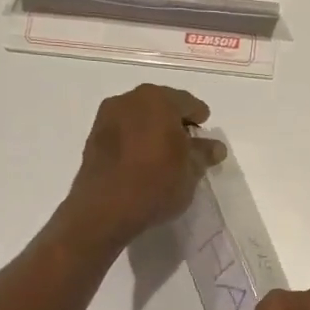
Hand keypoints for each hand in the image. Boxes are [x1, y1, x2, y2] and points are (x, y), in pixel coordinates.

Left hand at [65, 84, 224, 246]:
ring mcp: (107, 116)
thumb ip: (204, 153)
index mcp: (159, 100)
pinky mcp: (93, 136)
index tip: (204, 136)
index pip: (188, 103)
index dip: (200, 119)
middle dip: (175, 122)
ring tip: (163, 154)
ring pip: (140, 116)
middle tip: (186, 144)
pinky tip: (141, 160)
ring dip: (153, 129)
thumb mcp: (191, 171)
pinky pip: (123, 130)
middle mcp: (130, 99)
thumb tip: (215, 147)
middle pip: (162, 105)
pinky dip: (135, 138)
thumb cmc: (156, 184)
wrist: (104, 210)